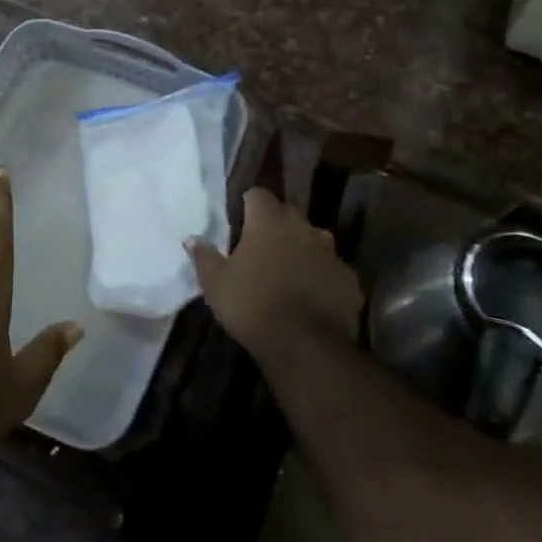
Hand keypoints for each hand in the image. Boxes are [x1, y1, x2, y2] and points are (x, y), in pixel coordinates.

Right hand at [187, 187, 362, 362]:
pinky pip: (332, 270)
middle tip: (261, 247)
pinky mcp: (350, 280)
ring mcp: (331, 253)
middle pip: (288, 214)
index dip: (248, 205)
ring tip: (289, 271)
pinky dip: (322, 277)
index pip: (258, 194)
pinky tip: (313, 296)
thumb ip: (204, 257)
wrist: (307, 347)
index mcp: (269, 220)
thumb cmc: (253, 305)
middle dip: (276, 225)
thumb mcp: (216, 284)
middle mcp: (303, 227)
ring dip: (302, 248)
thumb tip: (192, 238)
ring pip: (314, 240)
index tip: (240, 221)